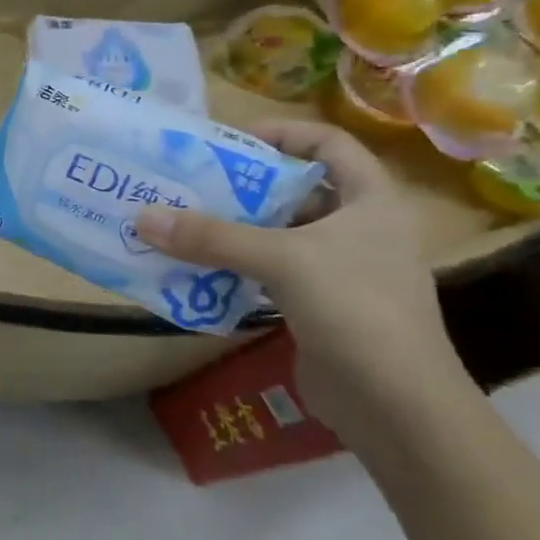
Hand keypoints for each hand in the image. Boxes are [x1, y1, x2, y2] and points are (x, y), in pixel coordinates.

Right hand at [134, 119, 465, 436]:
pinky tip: (196, 267)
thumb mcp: (281, 260)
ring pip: (278, 232)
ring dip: (232, 227)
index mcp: (371, 201)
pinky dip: (234, 264)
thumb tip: (141, 217)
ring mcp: (341, 269)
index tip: (230, 140)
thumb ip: (211, 237)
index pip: (329, 143)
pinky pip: (269, 270)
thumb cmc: (356, 310)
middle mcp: (360, 228)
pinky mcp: (320, 304)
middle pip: (295, 188)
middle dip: (241, 184)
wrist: (398, 407)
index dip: (282, 132)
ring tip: (180, 221)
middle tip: (188, 182)